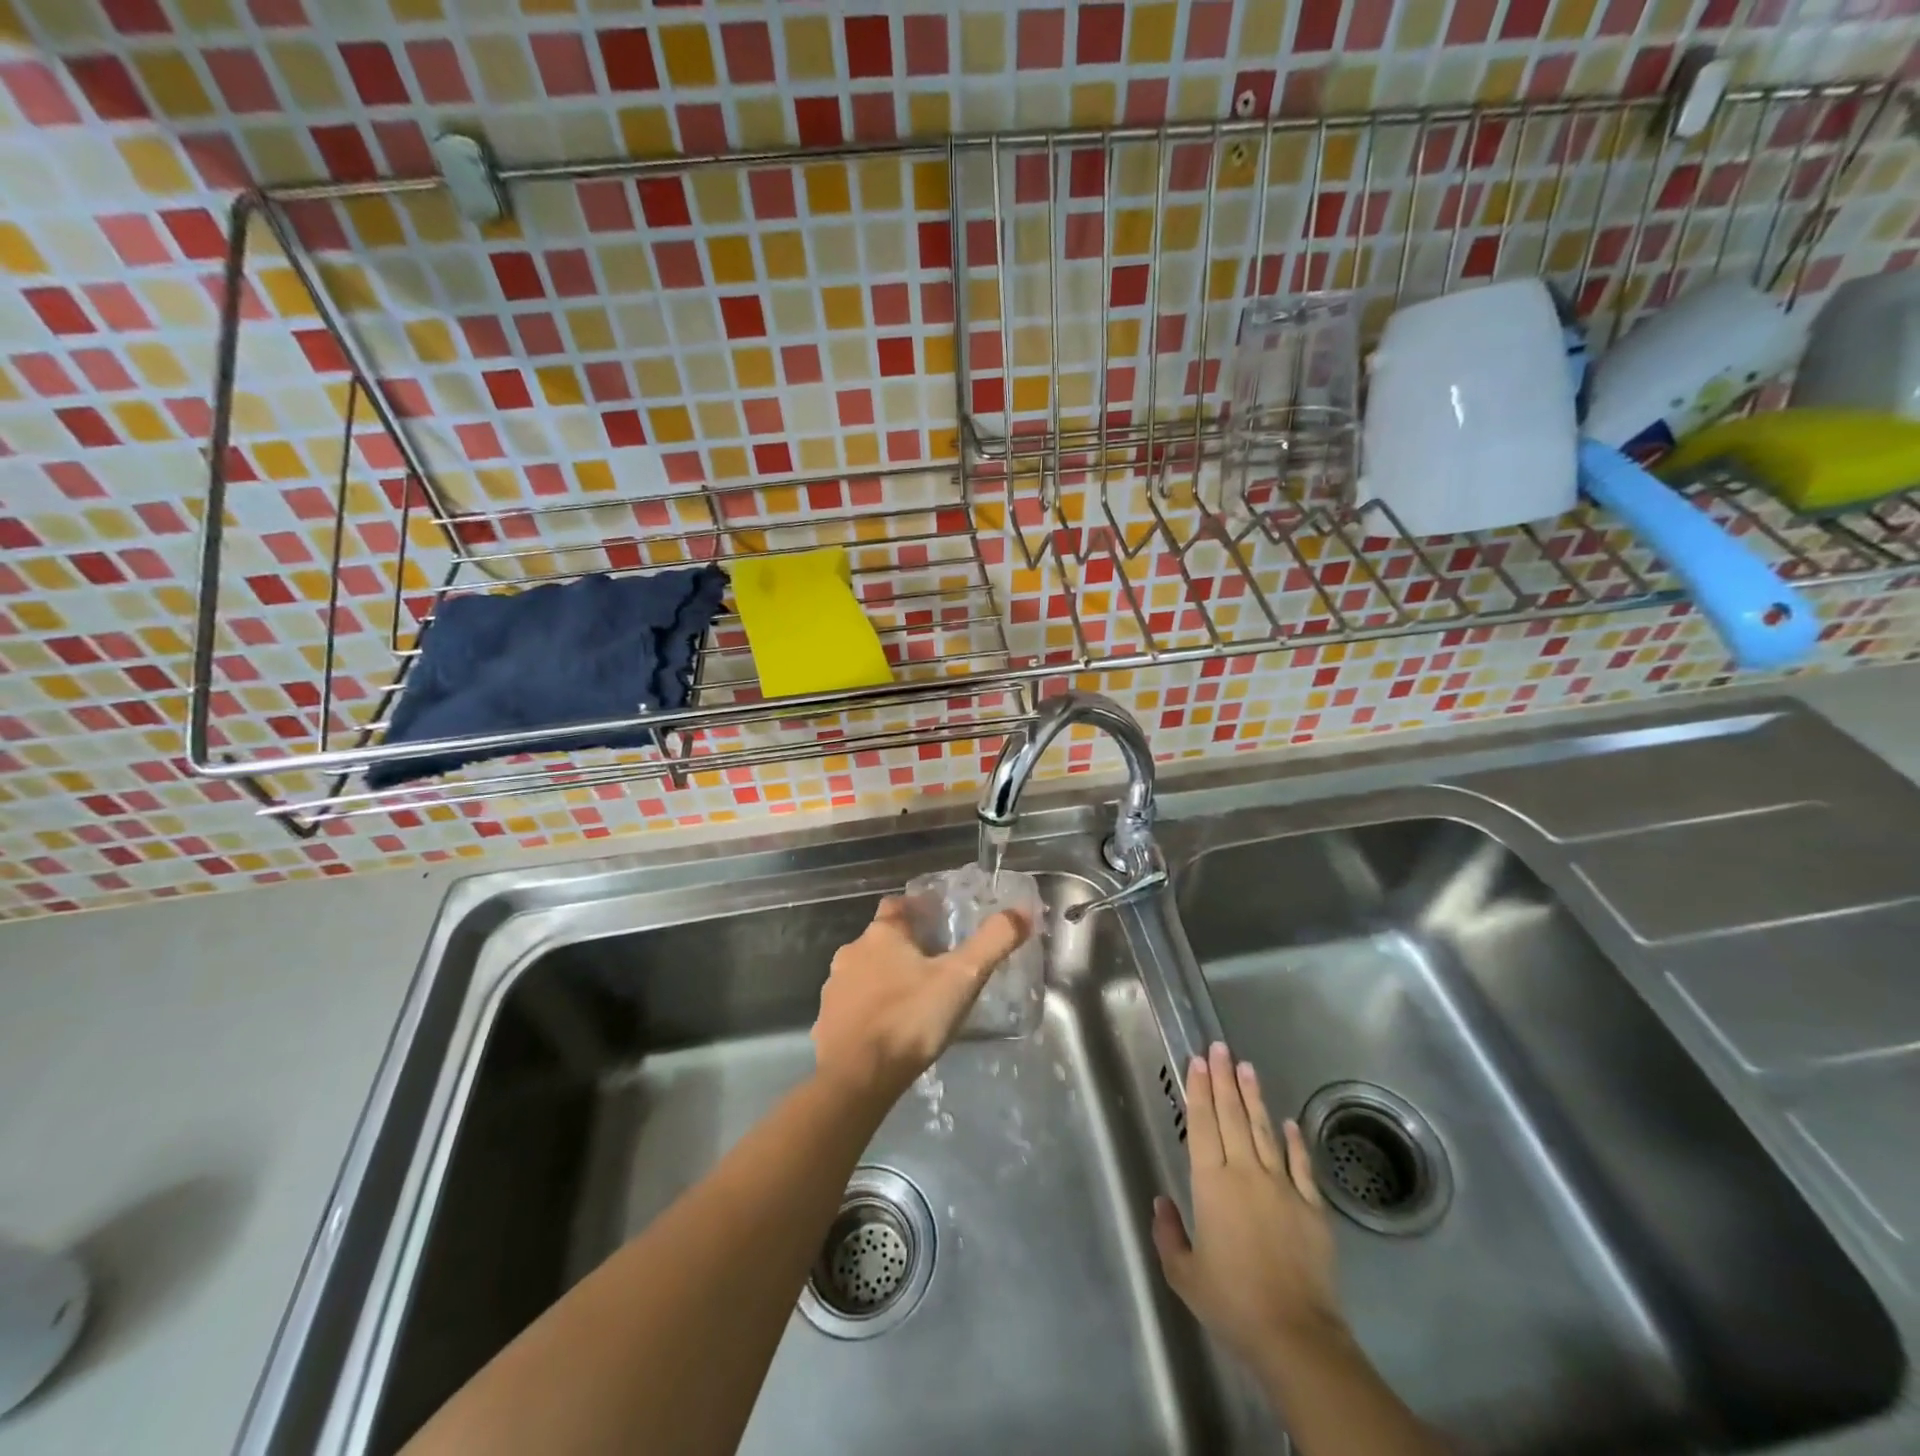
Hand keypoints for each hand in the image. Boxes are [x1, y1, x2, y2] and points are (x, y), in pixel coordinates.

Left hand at [812, 897, 1027, 1104]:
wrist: (857, 1078)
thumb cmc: (911, 1018)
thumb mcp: (962, 978)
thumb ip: (993, 942)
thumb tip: (1023, 911)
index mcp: (881, 935)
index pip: (897, 905)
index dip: (917, 909)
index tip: (938, 921)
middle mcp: (851, 953)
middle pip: (881, 940)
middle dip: (904, 949)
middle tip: (935, 967)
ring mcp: (834, 989)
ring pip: (864, 973)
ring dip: (885, 980)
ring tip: (914, 1001)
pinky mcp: (826, 1023)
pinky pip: (852, 1008)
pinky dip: (869, 1012)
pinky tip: (889, 1031)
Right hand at [1152, 1042, 1344, 1373]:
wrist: (1295, 1335)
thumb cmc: (1232, 1303)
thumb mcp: (1184, 1275)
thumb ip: (1169, 1234)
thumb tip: (1162, 1202)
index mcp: (1211, 1184)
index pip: (1202, 1124)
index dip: (1199, 1090)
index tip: (1197, 1061)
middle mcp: (1245, 1173)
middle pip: (1232, 1116)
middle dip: (1224, 1079)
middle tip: (1219, 1048)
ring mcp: (1282, 1187)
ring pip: (1265, 1130)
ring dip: (1254, 1097)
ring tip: (1247, 1067)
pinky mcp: (1312, 1207)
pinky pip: (1301, 1165)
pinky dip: (1294, 1141)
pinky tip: (1289, 1122)